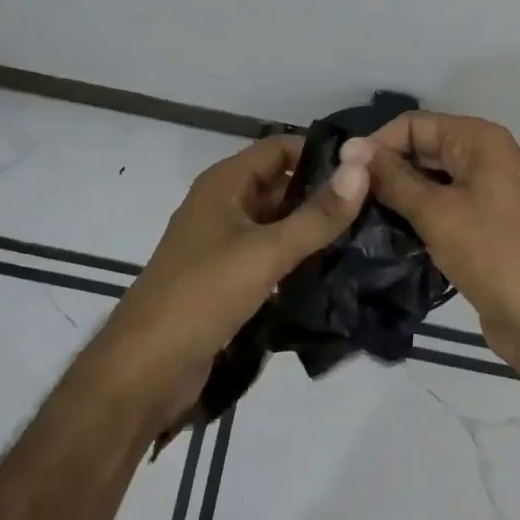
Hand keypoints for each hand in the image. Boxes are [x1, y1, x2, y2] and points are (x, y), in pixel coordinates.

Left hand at [88, 134, 367, 432]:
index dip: (320, 153)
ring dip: (313, 229)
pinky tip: (335, 270)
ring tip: (365, 236)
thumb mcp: (265, 252)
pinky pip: (270, 256)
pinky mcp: (227, 280)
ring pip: (277, 223)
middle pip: (280, 185)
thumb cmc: (202, 295)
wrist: (145, 370)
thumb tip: (362, 168)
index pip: (279, 148)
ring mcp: (223, 244)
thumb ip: (316, 215)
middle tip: (375, 205)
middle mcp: (223, 205)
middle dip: (322, 193)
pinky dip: (298, 258)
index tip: (367, 168)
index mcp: (224, 184)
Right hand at [347, 113, 519, 369]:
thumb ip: (391, 178)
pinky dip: (413, 215)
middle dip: (385, 170)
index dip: (377, 144)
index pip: (413, 124)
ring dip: (396, 196)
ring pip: (427, 180)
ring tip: (356, 216)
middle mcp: (481, 156)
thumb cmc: (492, 253)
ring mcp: (483, 191)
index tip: (343, 176)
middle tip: (345, 199)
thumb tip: (350, 147)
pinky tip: (384, 233)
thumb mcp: (435, 211)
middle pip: (420, 149)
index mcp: (477, 139)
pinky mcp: (479, 223)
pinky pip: (438, 207)